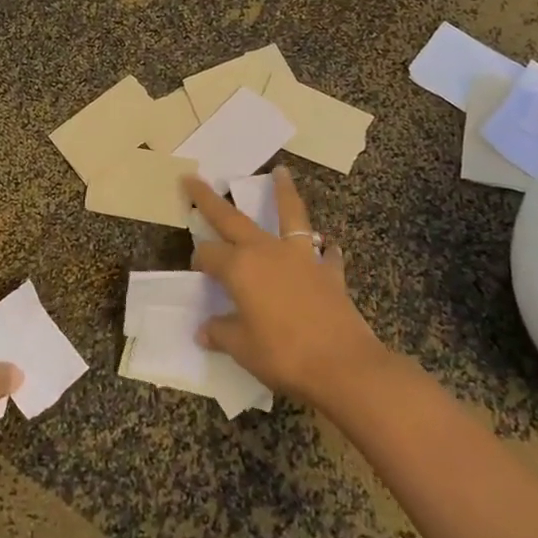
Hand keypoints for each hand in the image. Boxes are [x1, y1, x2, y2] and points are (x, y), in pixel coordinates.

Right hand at [186, 167, 389, 408]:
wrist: (343, 365)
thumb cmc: (284, 355)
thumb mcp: (242, 348)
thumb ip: (221, 333)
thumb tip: (204, 330)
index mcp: (239, 268)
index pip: (208, 255)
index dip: (199, 261)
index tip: (197, 273)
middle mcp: (266, 251)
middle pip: (232, 218)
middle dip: (209, 198)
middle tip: (194, 178)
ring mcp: (301, 257)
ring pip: (289, 215)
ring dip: (284, 192)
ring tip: (281, 172)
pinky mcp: (328, 271)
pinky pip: (324, 251)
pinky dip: (323, 248)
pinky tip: (325, 247)